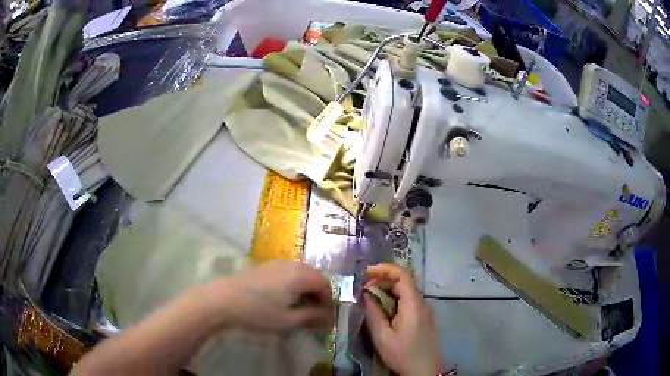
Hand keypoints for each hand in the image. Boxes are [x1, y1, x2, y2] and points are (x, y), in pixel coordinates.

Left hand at [205, 260, 333, 330]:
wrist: (225, 299)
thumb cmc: (258, 311)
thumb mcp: (287, 320)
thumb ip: (311, 317)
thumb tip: (328, 318)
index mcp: (300, 276)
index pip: (324, 285)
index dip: (328, 300)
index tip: (325, 316)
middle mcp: (292, 265)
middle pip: (314, 275)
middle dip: (318, 293)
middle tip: (315, 311)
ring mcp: (277, 263)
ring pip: (301, 272)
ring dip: (307, 287)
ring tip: (301, 304)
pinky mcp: (266, 265)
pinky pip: (289, 271)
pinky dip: (294, 282)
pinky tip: (284, 295)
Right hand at [364, 264, 442, 375]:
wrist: (425, 371)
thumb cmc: (403, 354)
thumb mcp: (383, 337)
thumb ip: (374, 313)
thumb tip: (366, 295)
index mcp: (414, 305)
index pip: (403, 275)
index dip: (385, 269)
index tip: (367, 272)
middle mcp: (422, 304)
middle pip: (404, 283)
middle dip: (383, 281)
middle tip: (364, 289)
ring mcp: (425, 312)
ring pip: (407, 293)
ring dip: (388, 291)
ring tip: (370, 299)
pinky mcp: (424, 319)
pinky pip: (409, 303)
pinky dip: (395, 301)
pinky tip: (384, 311)